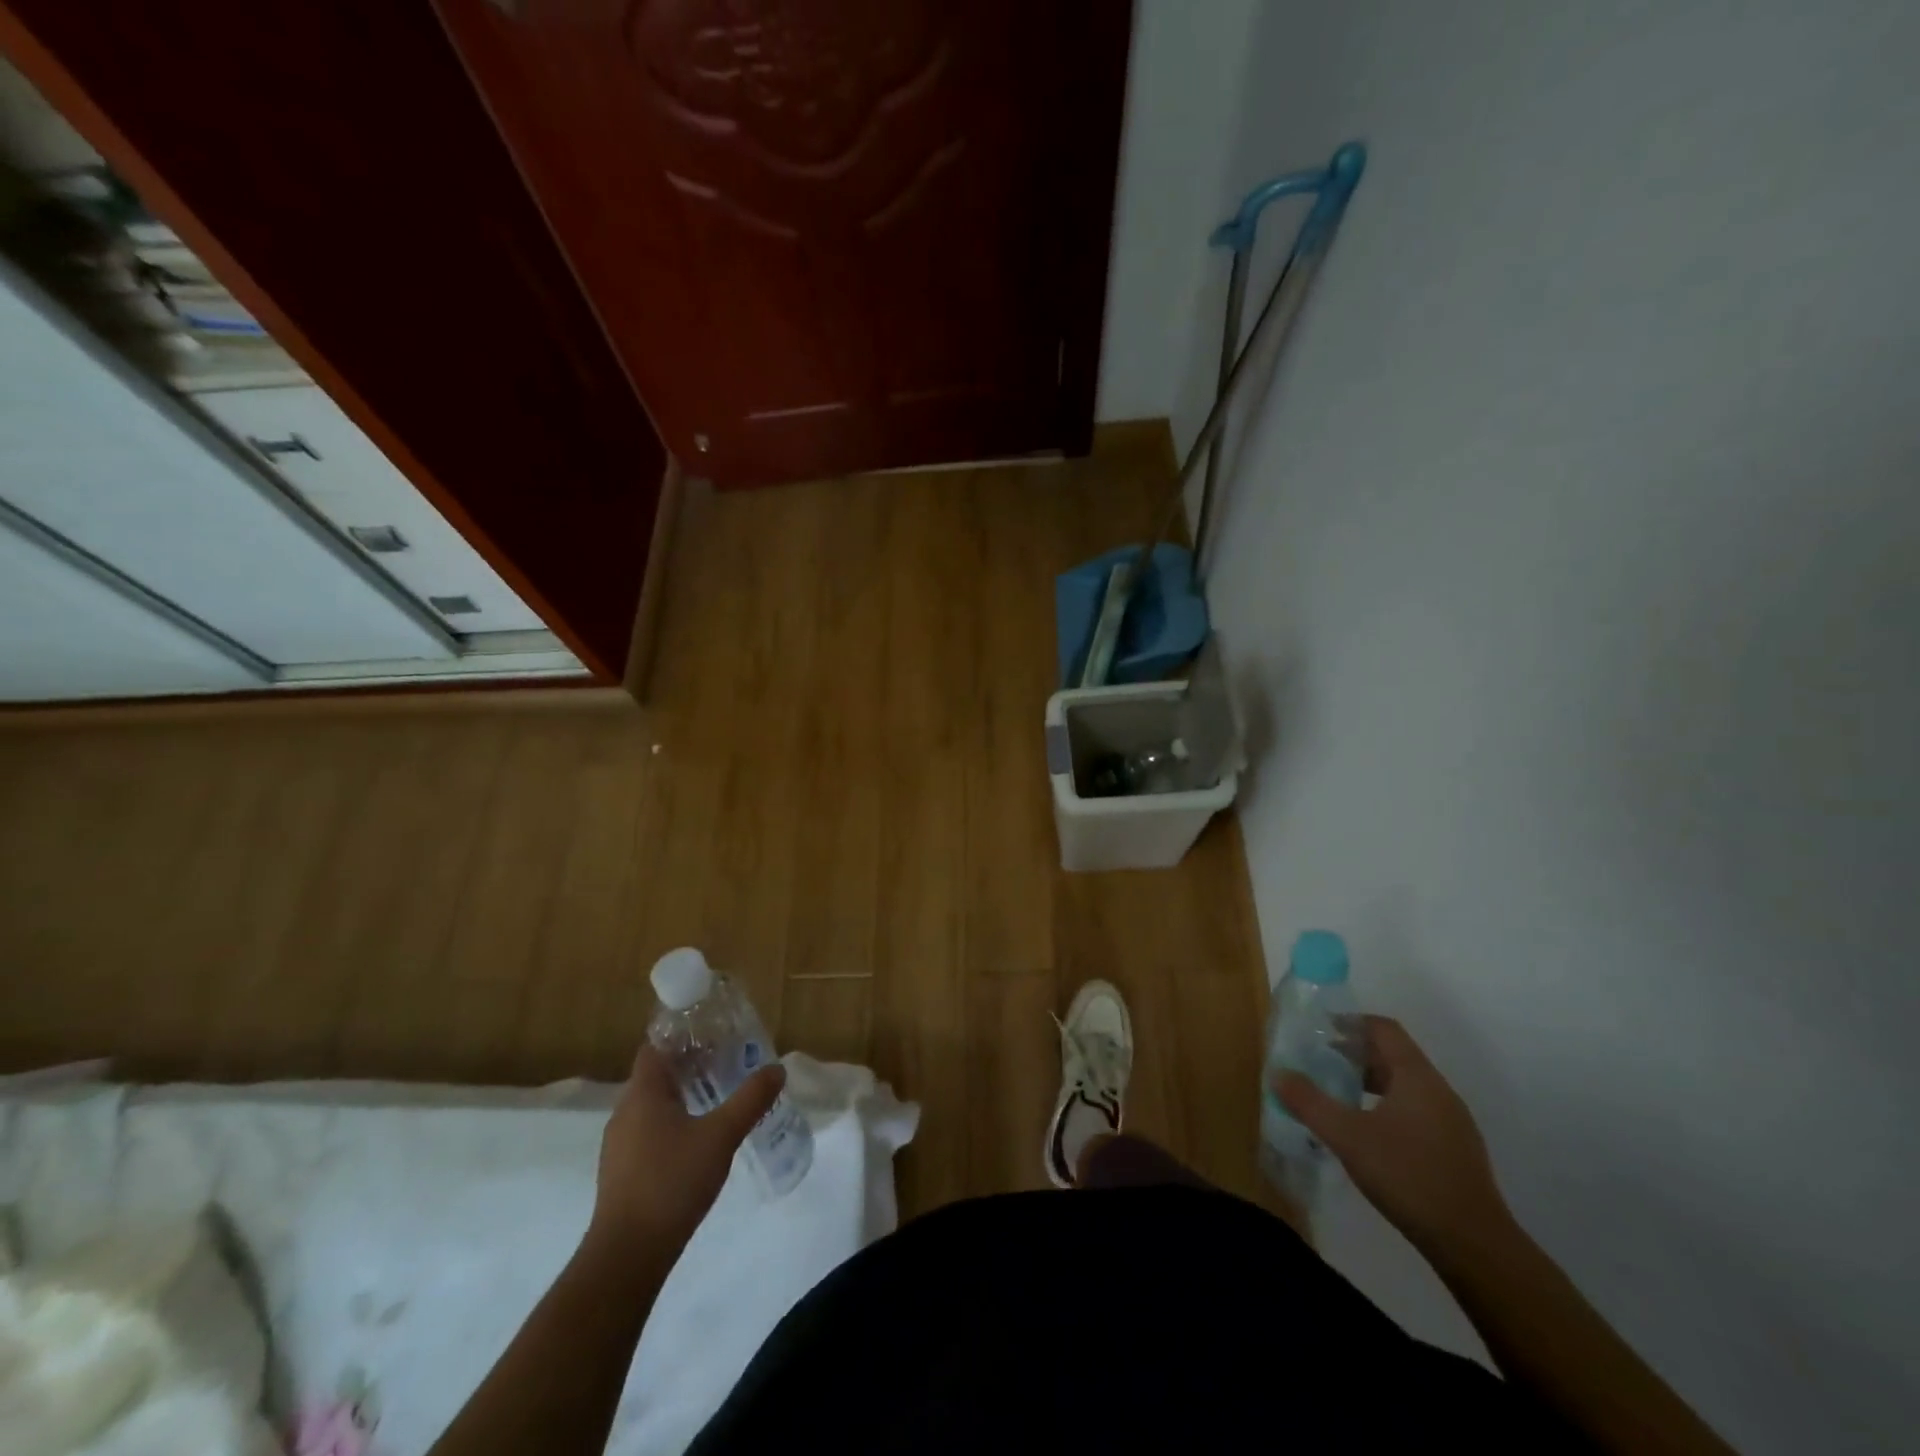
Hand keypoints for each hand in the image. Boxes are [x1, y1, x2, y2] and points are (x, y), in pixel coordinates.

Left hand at [588, 1043, 785, 1253]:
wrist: (627, 1256)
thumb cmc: (672, 1182)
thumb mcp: (721, 1136)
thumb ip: (750, 1099)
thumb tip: (777, 1069)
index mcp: (643, 1093)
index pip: (657, 1046)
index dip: (683, 1035)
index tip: (715, 1032)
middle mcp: (625, 1112)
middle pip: (657, 1074)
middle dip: (691, 1064)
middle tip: (728, 1060)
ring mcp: (619, 1144)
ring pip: (654, 1104)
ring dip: (683, 1095)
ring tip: (719, 1095)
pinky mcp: (623, 1171)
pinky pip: (649, 1130)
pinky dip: (674, 1122)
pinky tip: (699, 1138)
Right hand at [1276, 1015, 1509, 1256]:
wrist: (1474, 1245)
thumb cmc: (1408, 1176)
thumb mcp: (1348, 1137)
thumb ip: (1309, 1102)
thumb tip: (1278, 1074)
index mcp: (1417, 1077)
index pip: (1384, 1029)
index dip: (1351, 1022)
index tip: (1319, 1029)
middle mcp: (1438, 1091)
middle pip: (1394, 1056)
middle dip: (1354, 1054)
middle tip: (1318, 1062)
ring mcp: (1451, 1122)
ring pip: (1404, 1086)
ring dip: (1369, 1082)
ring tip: (1337, 1095)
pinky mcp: (1454, 1150)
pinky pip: (1415, 1111)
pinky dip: (1385, 1107)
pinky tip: (1366, 1133)